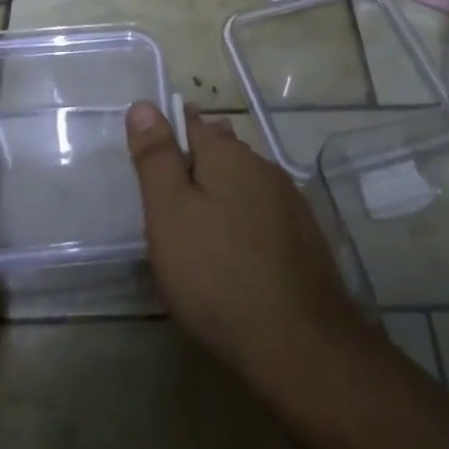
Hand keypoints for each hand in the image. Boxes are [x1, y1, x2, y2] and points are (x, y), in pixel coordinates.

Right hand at [125, 101, 373, 393]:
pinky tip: (232, 254)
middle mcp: (264, 168)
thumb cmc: (217, 273)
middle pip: (222, 153)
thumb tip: (143, 104)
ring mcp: (291, 204)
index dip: (168, 133)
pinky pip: (262, 217)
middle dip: (195, 164)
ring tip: (196, 225)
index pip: (193, 122)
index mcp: (229, 155)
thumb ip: (156, 157)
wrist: (299, 344)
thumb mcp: (169, 213)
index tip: (150, 156)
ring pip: (244, 185)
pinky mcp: (304, 240)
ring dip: (221, 195)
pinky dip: (242, 224)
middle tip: (166, 196)